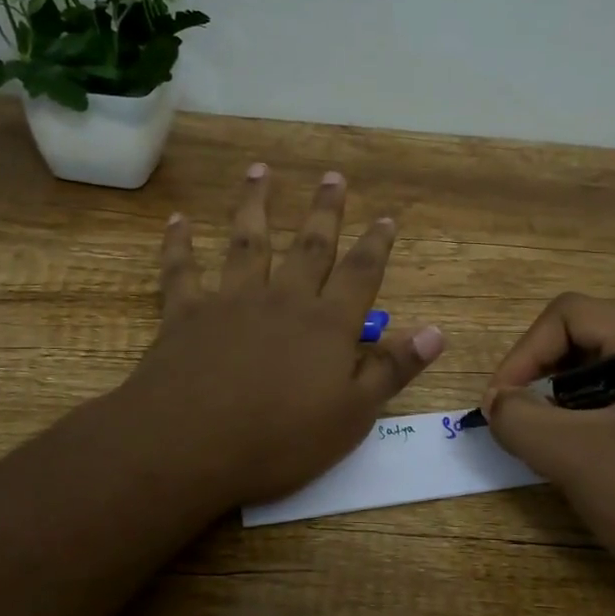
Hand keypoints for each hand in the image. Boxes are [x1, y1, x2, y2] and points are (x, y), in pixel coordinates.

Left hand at [116, 164, 444, 511]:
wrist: (190, 444)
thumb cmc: (280, 440)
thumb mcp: (352, 415)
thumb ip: (393, 369)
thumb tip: (436, 330)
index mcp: (326, 324)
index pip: (360, 274)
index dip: (376, 244)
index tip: (386, 217)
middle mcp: (282, 299)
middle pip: (309, 245)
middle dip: (325, 210)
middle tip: (332, 176)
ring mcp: (231, 301)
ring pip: (248, 242)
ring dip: (255, 204)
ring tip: (259, 171)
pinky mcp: (186, 313)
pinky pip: (182, 269)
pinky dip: (179, 243)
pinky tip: (178, 220)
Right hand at [483, 294, 614, 615]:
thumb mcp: (579, 458)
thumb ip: (521, 420)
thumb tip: (498, 403)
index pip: (568, 315)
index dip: (523, 353)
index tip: (500, 406)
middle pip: (585, 345)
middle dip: (541, 382)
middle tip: (523, 431)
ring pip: (605, 385)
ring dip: (565, 413)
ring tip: (554, 457)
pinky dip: (595, 435)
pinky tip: (594, 477)